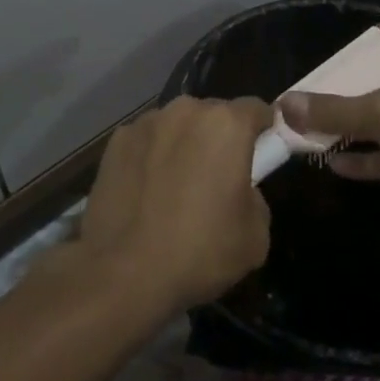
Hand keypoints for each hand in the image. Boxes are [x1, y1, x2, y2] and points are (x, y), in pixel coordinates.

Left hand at [77, 96, 272, 314]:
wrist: (124, 271)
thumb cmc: (200, 251)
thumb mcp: (256, 236)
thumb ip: (256, 197)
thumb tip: (241, 189)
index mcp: (226, 125)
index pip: (256, 109)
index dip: (263, 130)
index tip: (261, 153)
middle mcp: (185, 111)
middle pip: (213, 114)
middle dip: (220, 137)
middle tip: (217, 177)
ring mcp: (146, 123)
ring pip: (177, 125)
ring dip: (183, 144)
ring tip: (175, 187)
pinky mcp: (116, 141)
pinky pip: (146, 142)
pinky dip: (151, 156)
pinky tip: (145, 192)